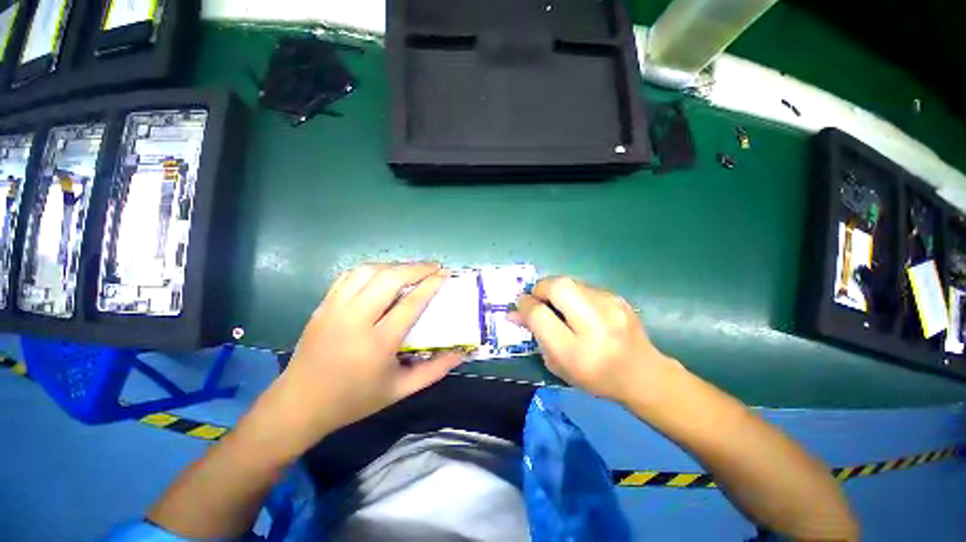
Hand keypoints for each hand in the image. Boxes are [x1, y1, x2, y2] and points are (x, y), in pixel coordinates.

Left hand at [247, 263, 462, 459]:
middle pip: (389, 279)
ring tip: (411, 269)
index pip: (410, 304)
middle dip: (416, 267)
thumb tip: (461, 354)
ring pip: (368, 271)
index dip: (431, 285)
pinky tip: (383, 273)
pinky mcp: (323, 306)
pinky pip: (349, 276)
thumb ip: (434, 371)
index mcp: (377, 344)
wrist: (299, 404)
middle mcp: (355, 321)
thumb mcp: (400, 390)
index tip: (445, 274)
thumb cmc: (354, 400)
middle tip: (434, 267)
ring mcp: (335, 310)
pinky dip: (371, 269)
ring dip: (394, 265)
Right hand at [511, 276, 680, 402]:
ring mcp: (610, 307)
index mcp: (576, 351)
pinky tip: (578, 307)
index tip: (520, 305)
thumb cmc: (595, 377)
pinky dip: (573, 293)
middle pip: (558, 286)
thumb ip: (536, 336)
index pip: (540, 315)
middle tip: (537, 298)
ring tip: (557, 304)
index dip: (525, 306)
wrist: (643, 375)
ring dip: (556, 289)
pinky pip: (584, 286)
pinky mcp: (618, 298)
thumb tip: (515, 312)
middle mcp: (595, 325)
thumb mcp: (558, 364)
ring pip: (570, 281)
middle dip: (540, 287)